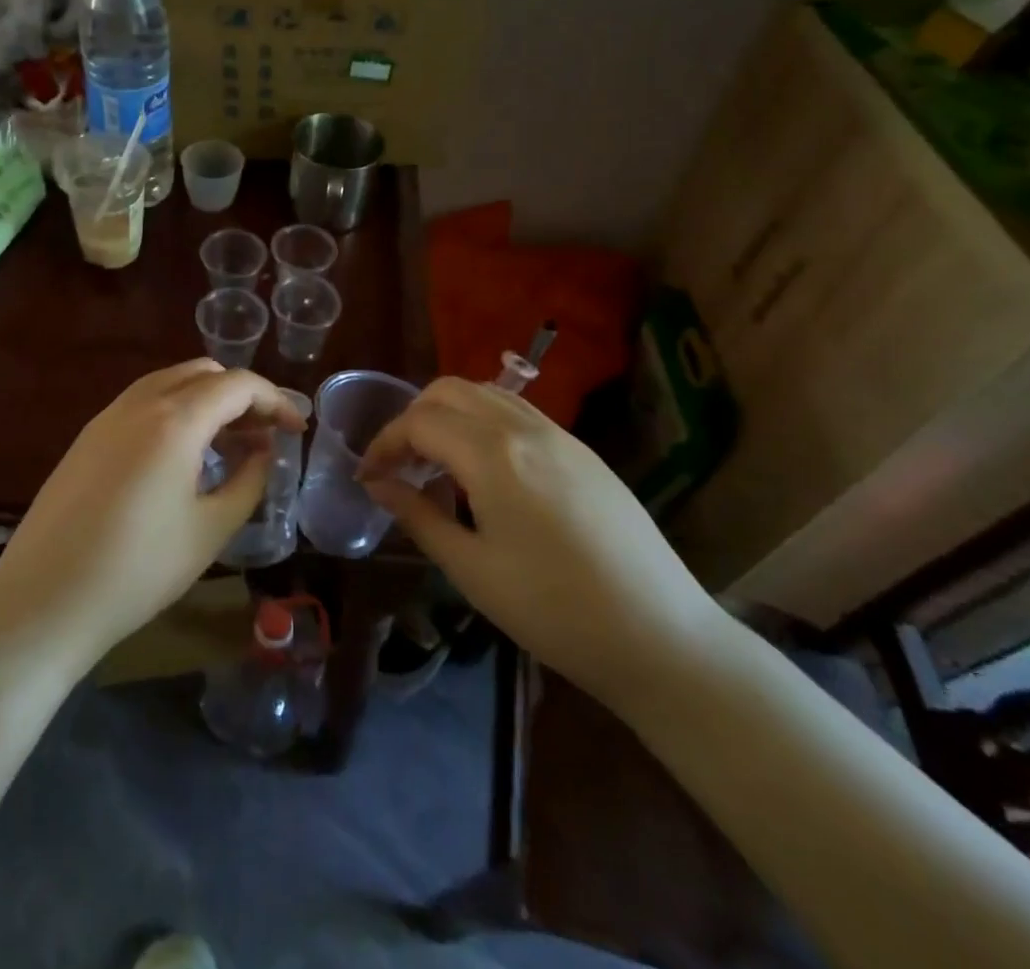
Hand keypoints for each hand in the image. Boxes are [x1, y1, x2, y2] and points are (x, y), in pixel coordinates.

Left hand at [0, 360, 305, 665]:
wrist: (44, 600)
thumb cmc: (138, 570)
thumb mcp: (210, 530)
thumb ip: (249, 481)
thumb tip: (264, 451)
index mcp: (175, 420)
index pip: (238, 384)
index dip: (275, 401)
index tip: (296, 430)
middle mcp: (140, 402)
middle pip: (203, 373)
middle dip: (241, 395)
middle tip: (263, 434)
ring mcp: (107, 416)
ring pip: (170, 383)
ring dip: (207, 400)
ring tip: (229, 444)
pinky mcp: (88, 436)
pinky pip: (143, 402)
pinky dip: (175, 411)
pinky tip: (183, 455)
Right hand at [359, 378, 722, 706]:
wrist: (662, 638)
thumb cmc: (555, 611)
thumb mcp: (472, 570)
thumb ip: (418, 516)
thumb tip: (378, 486)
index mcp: (493, 454)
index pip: (419, 422)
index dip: (384, 444)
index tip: (368, 477)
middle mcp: (524, 428)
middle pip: (449, 390)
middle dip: (412, 418)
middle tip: (400, 465)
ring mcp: (560, 435)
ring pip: (486, 394)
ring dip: (449, 415)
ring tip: (437, 465)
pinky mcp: (583, 452)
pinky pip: (518, 413)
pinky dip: (483, 423)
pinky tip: (485, 472)